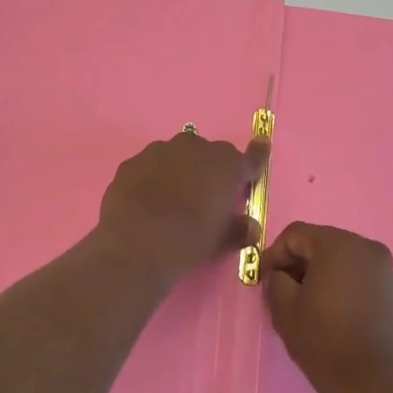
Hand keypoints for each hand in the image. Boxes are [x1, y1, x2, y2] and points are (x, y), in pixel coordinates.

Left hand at [96, 131, 267, 281]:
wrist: (135, 246)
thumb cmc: (189, 242)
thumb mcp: (222, 240)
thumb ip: (240, 229)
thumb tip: (250, 226)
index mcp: (225, 165)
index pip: (250, 157)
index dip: (257, 156)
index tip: (262, 146)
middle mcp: (194, 148)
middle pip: (209, 153)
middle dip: (211, 169)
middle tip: (206, 195)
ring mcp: (158, 152)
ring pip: (176, 156)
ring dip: (179, 170)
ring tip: (172, 198)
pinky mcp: (130, 163)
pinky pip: (148, 168)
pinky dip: (152, 179)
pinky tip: (146, 201)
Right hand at [260, 222, 392, 392]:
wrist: (371, 382)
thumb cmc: (323, 341)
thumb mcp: (284, 309)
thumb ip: (275, 281)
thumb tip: (280, 275)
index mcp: (338, 245)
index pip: (296, 234)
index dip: (274, 254)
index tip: (264, 280)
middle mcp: (366, 247)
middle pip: (321, 242)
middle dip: (298, 262)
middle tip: (282, 289)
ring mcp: (385, 268)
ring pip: (342, 259)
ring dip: (320, 273)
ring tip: (307, 302)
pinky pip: (360, 275)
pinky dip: (342, 283)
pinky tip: (332, 310)